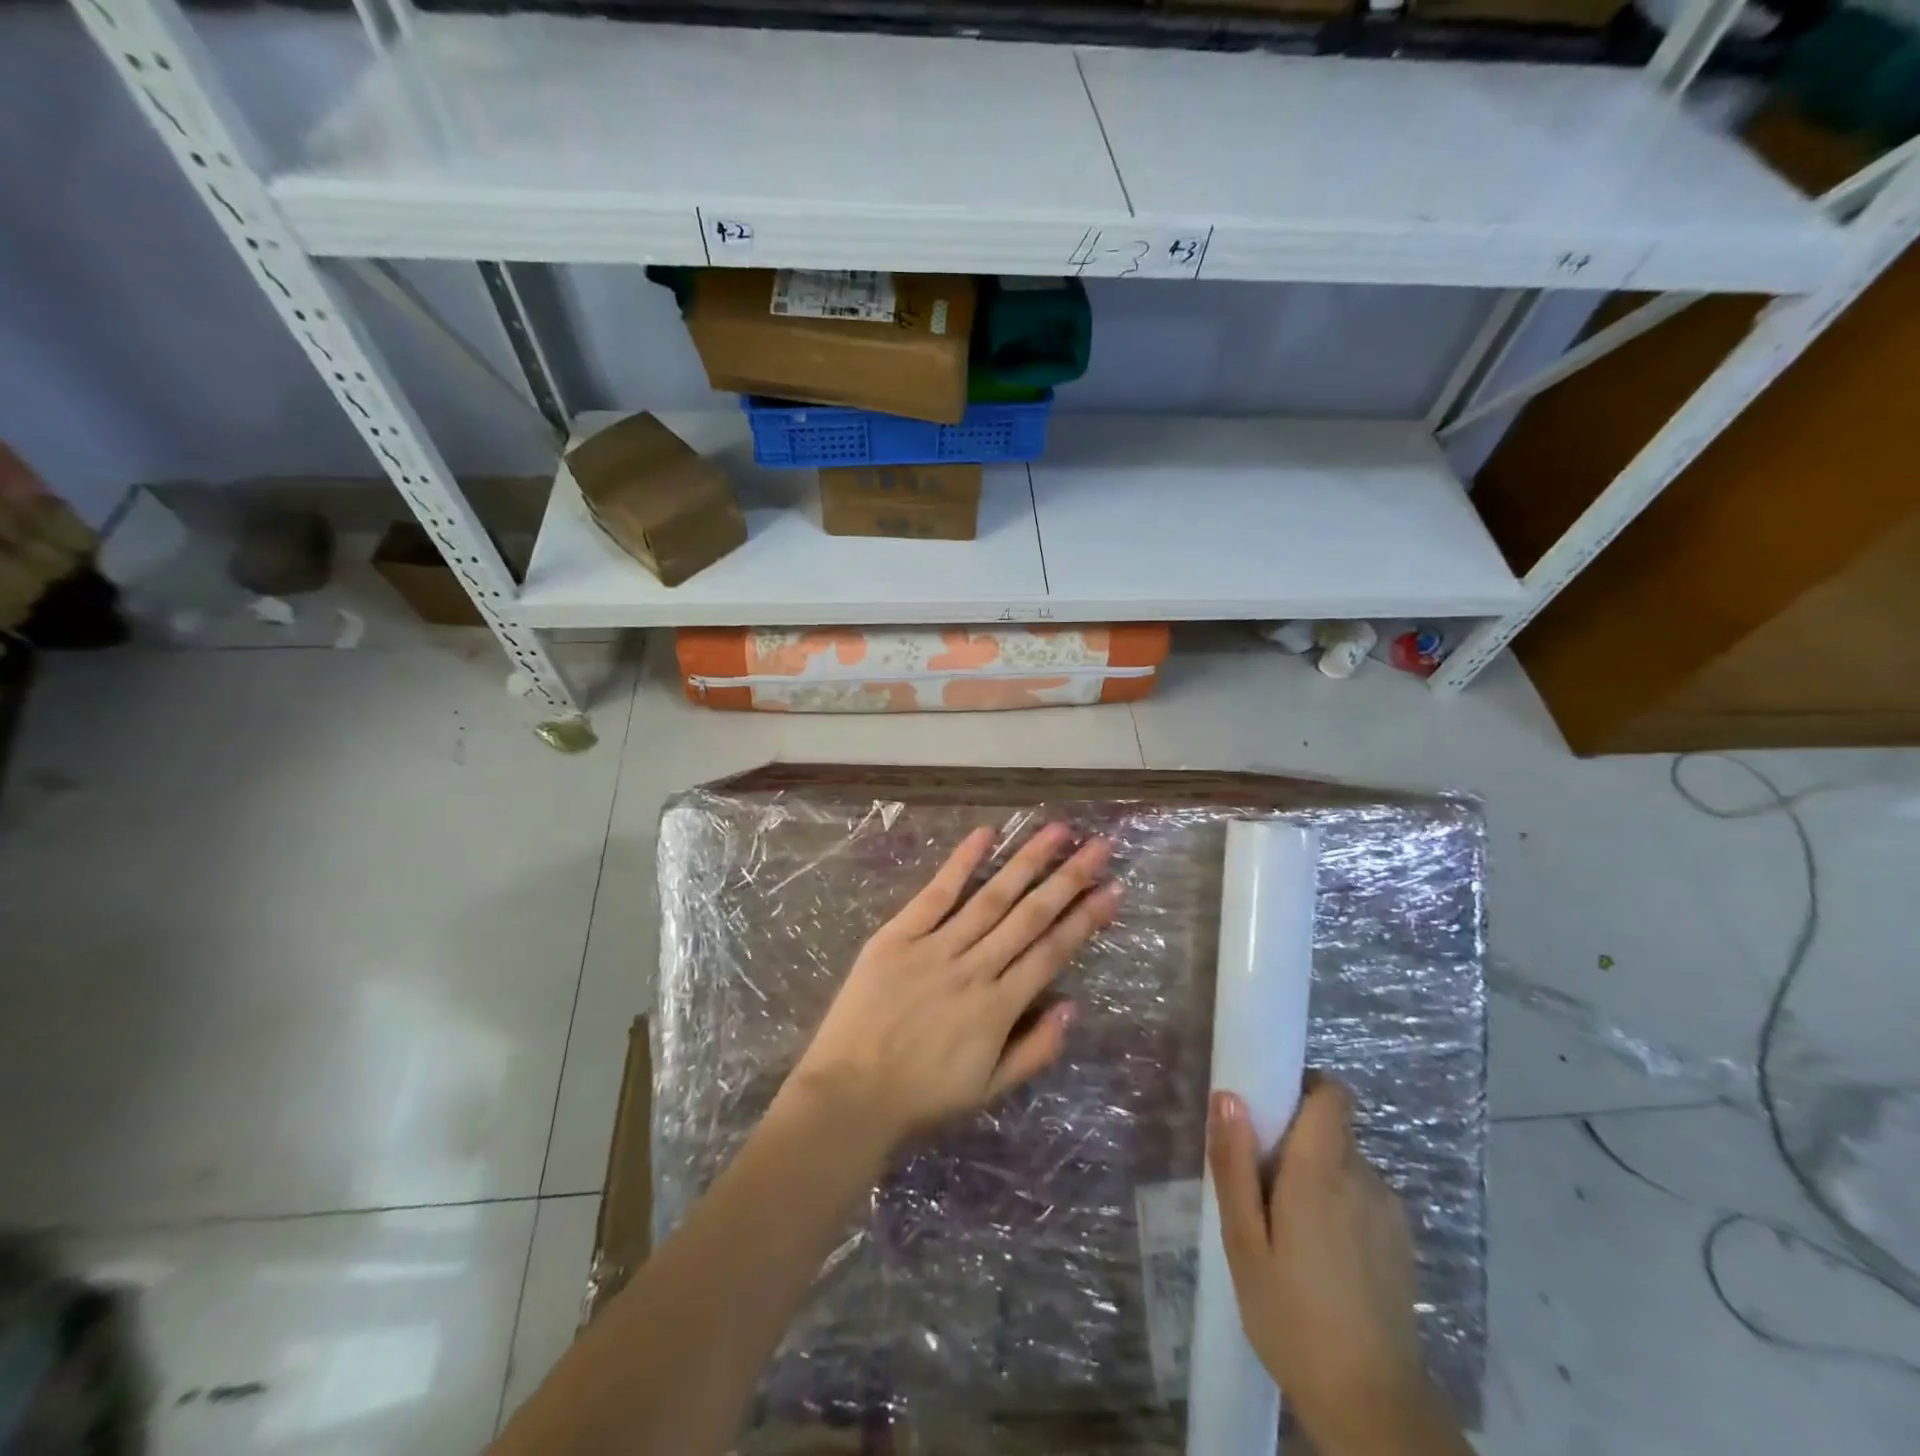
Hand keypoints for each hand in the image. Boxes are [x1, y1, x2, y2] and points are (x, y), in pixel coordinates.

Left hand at [786, 823, 1120, 1151]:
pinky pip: (935, 894)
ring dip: (1026, 862)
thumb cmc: (921, 1097)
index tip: (1112, 888)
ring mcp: (935, 948)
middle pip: (1029, 916)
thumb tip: (1073, 1007)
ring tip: (1057, 831)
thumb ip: (1034, 1050)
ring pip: (991, 897)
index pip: (1052, 952)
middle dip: (1068, 879)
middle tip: (1099, 846)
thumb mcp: (987, 1090)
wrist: (849, 1095)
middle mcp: (975, 970)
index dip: (1085, 919)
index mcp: (998, 1008)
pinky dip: (961, 863)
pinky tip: (985, 834)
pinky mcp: (898, 936)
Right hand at [1209, 1076, 1462, 1454]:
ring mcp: (1390, 1213)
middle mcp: (1365, 1179)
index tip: (1269, 1109)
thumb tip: (1229, 1095)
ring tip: (1286, 1230)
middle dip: (1296, 1141)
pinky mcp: (1402, 1245)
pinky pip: (1364, 1198)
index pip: (1333, 1094)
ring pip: (1347, 1166)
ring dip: (1317, 1178)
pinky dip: (1340, 1207)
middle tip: (1260, 1186)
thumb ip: (1235, 1164)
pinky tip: (1319, 1257)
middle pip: (1332, 1130)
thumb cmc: (1292, 1317)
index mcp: (1323, 1171)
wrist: (1372, 1408)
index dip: (1304, 1087)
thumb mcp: (1244, 1242)